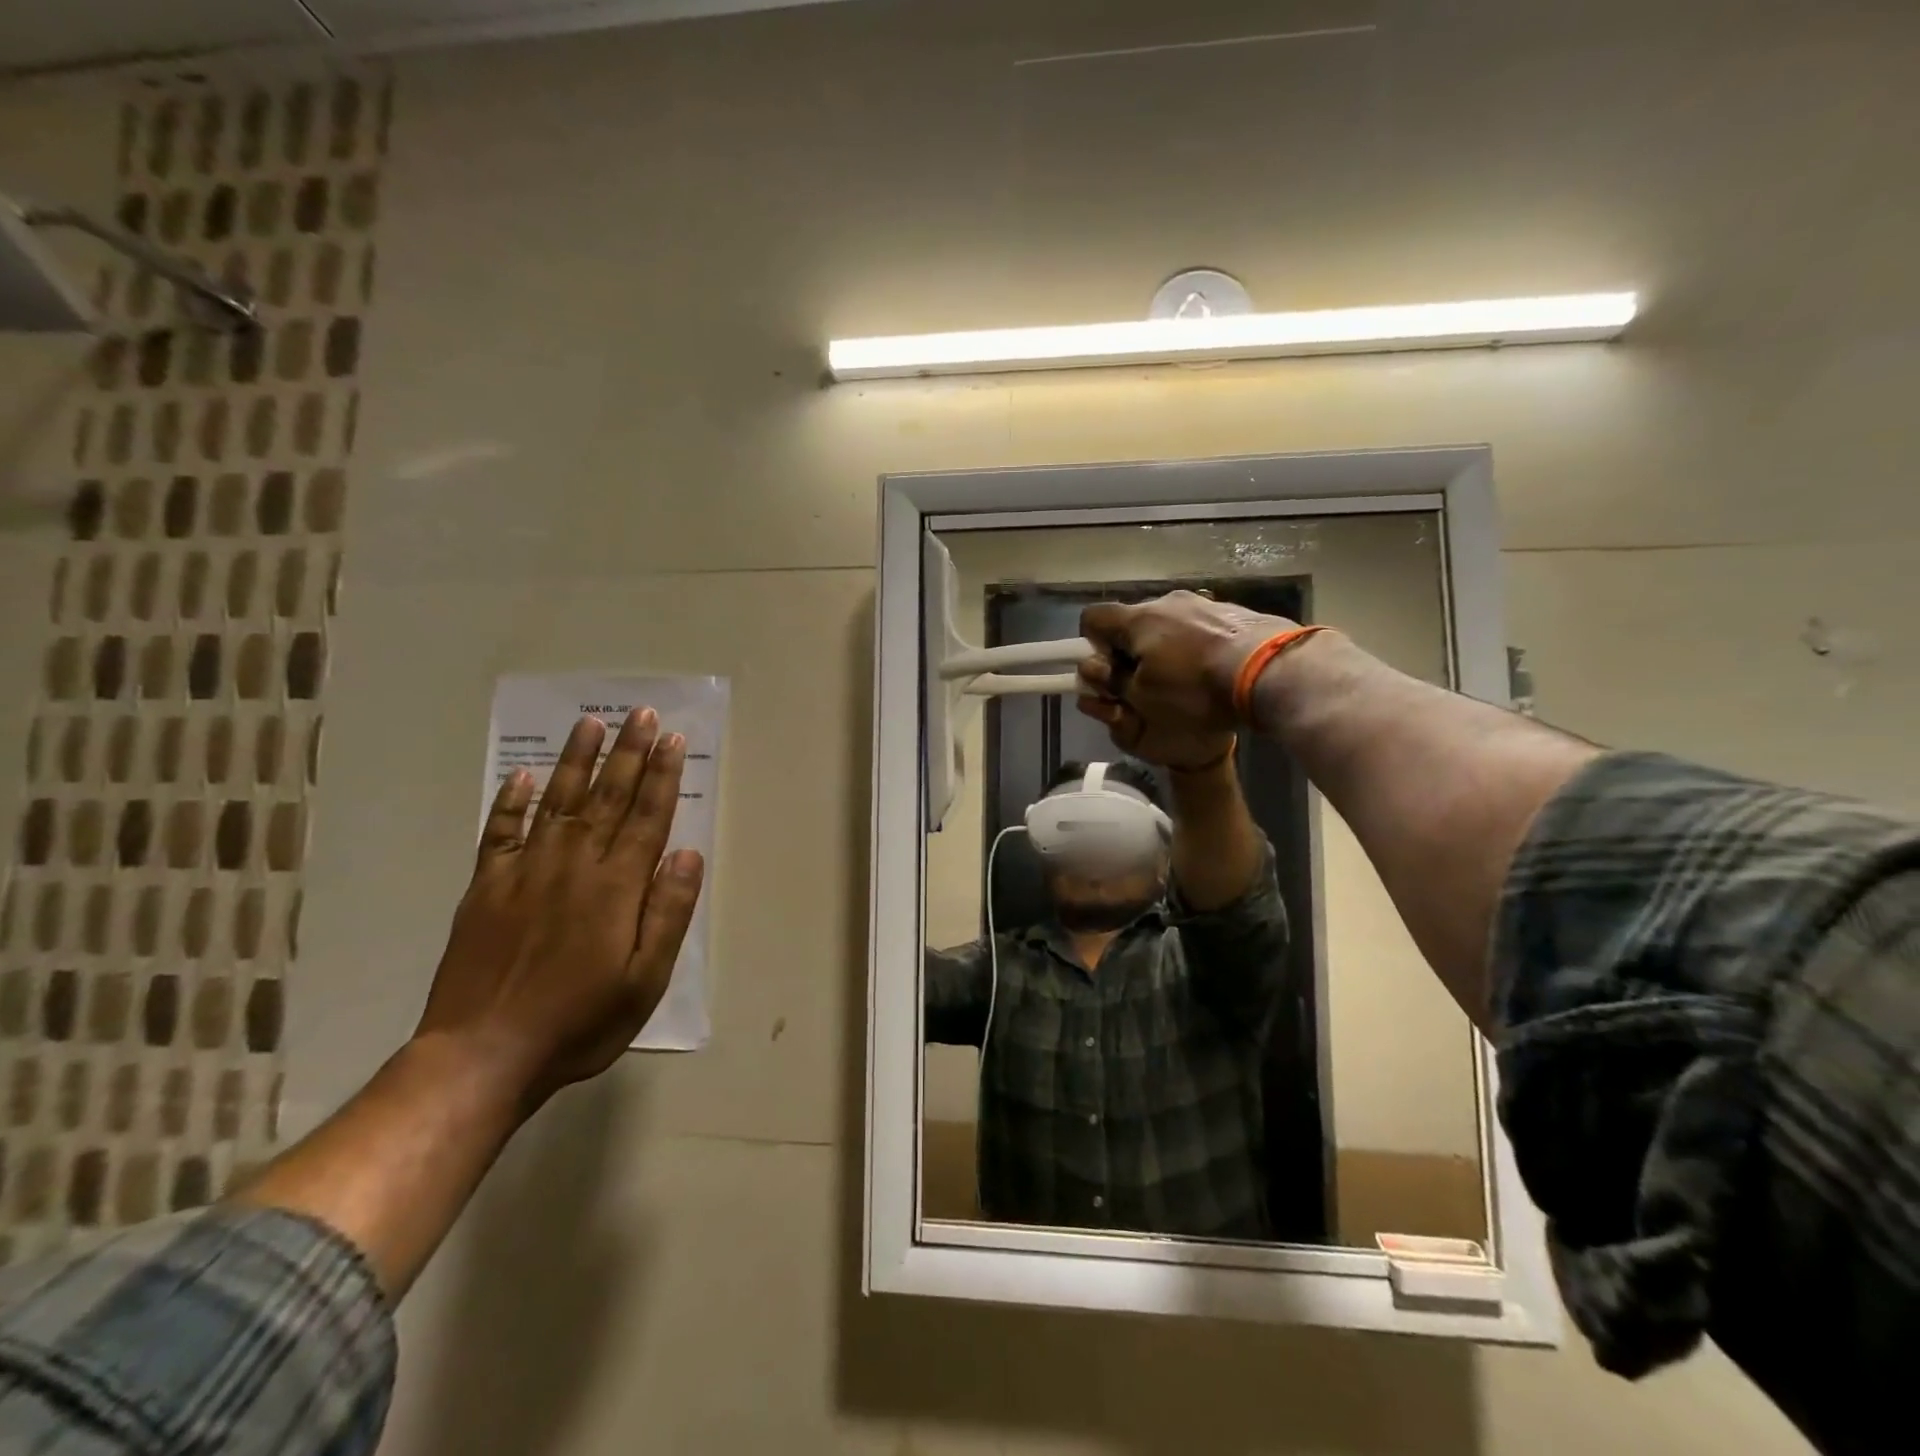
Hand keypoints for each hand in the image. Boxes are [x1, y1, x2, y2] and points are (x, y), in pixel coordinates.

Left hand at [415, 708, 704, 1107]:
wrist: (481, 1055)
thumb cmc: (579, 1021)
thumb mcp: (645, 980)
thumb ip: (668, 913)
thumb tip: (689, 854)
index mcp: (615, 887)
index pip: (646, 817)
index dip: (661, 775)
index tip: (671, 739)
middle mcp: (572, 866)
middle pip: (606, 797)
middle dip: (627, 753)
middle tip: (639, 713)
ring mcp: (524, 872)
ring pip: (557, 802)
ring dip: (577, 761)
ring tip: (590, 724)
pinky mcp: (486, 888)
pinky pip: (501, 832)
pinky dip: (512, 801)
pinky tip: (525, 776)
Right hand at [1076, 592, 1299, 758]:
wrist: (1270, 670)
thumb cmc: (1195, 688)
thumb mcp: (1142, 697)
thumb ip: (1112, 681)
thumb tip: (1096, 669)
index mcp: (1138, 619)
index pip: (1093, 618)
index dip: (1092, 645)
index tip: (1110, 671)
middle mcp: (1167, 601)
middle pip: (1134, 622)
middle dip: (1132, 650)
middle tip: (1146, 682)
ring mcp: (1203, 602)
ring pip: (1169, 624)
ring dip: (1166, 648)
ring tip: (1187, 679)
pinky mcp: (1234, 611)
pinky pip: (1200, 627)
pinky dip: (1198, 646)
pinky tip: (1214, 671)